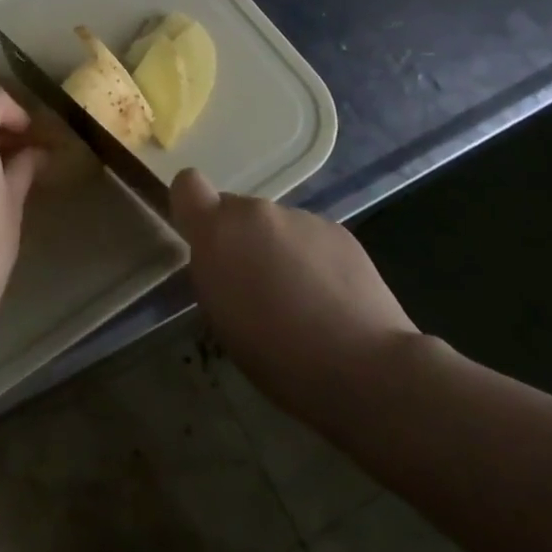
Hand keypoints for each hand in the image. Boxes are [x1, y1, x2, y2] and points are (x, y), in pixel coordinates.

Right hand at [170, 169, 418, 413]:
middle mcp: (256, 211)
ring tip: (302, 301)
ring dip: (279, 251)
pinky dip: (313, 260)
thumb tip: (225, 258)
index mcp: (218, 231)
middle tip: (258, 288)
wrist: (365, 367)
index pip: (187, 185)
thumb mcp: (222, 318)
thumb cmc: (278, 356)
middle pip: (237, 212)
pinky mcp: (338, 230)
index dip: (193, 207)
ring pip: (276, 227)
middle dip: (241, 240)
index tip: (202, 239)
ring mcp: (301, 216)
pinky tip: (332, 300)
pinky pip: (310, 238)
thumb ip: (215, 271)